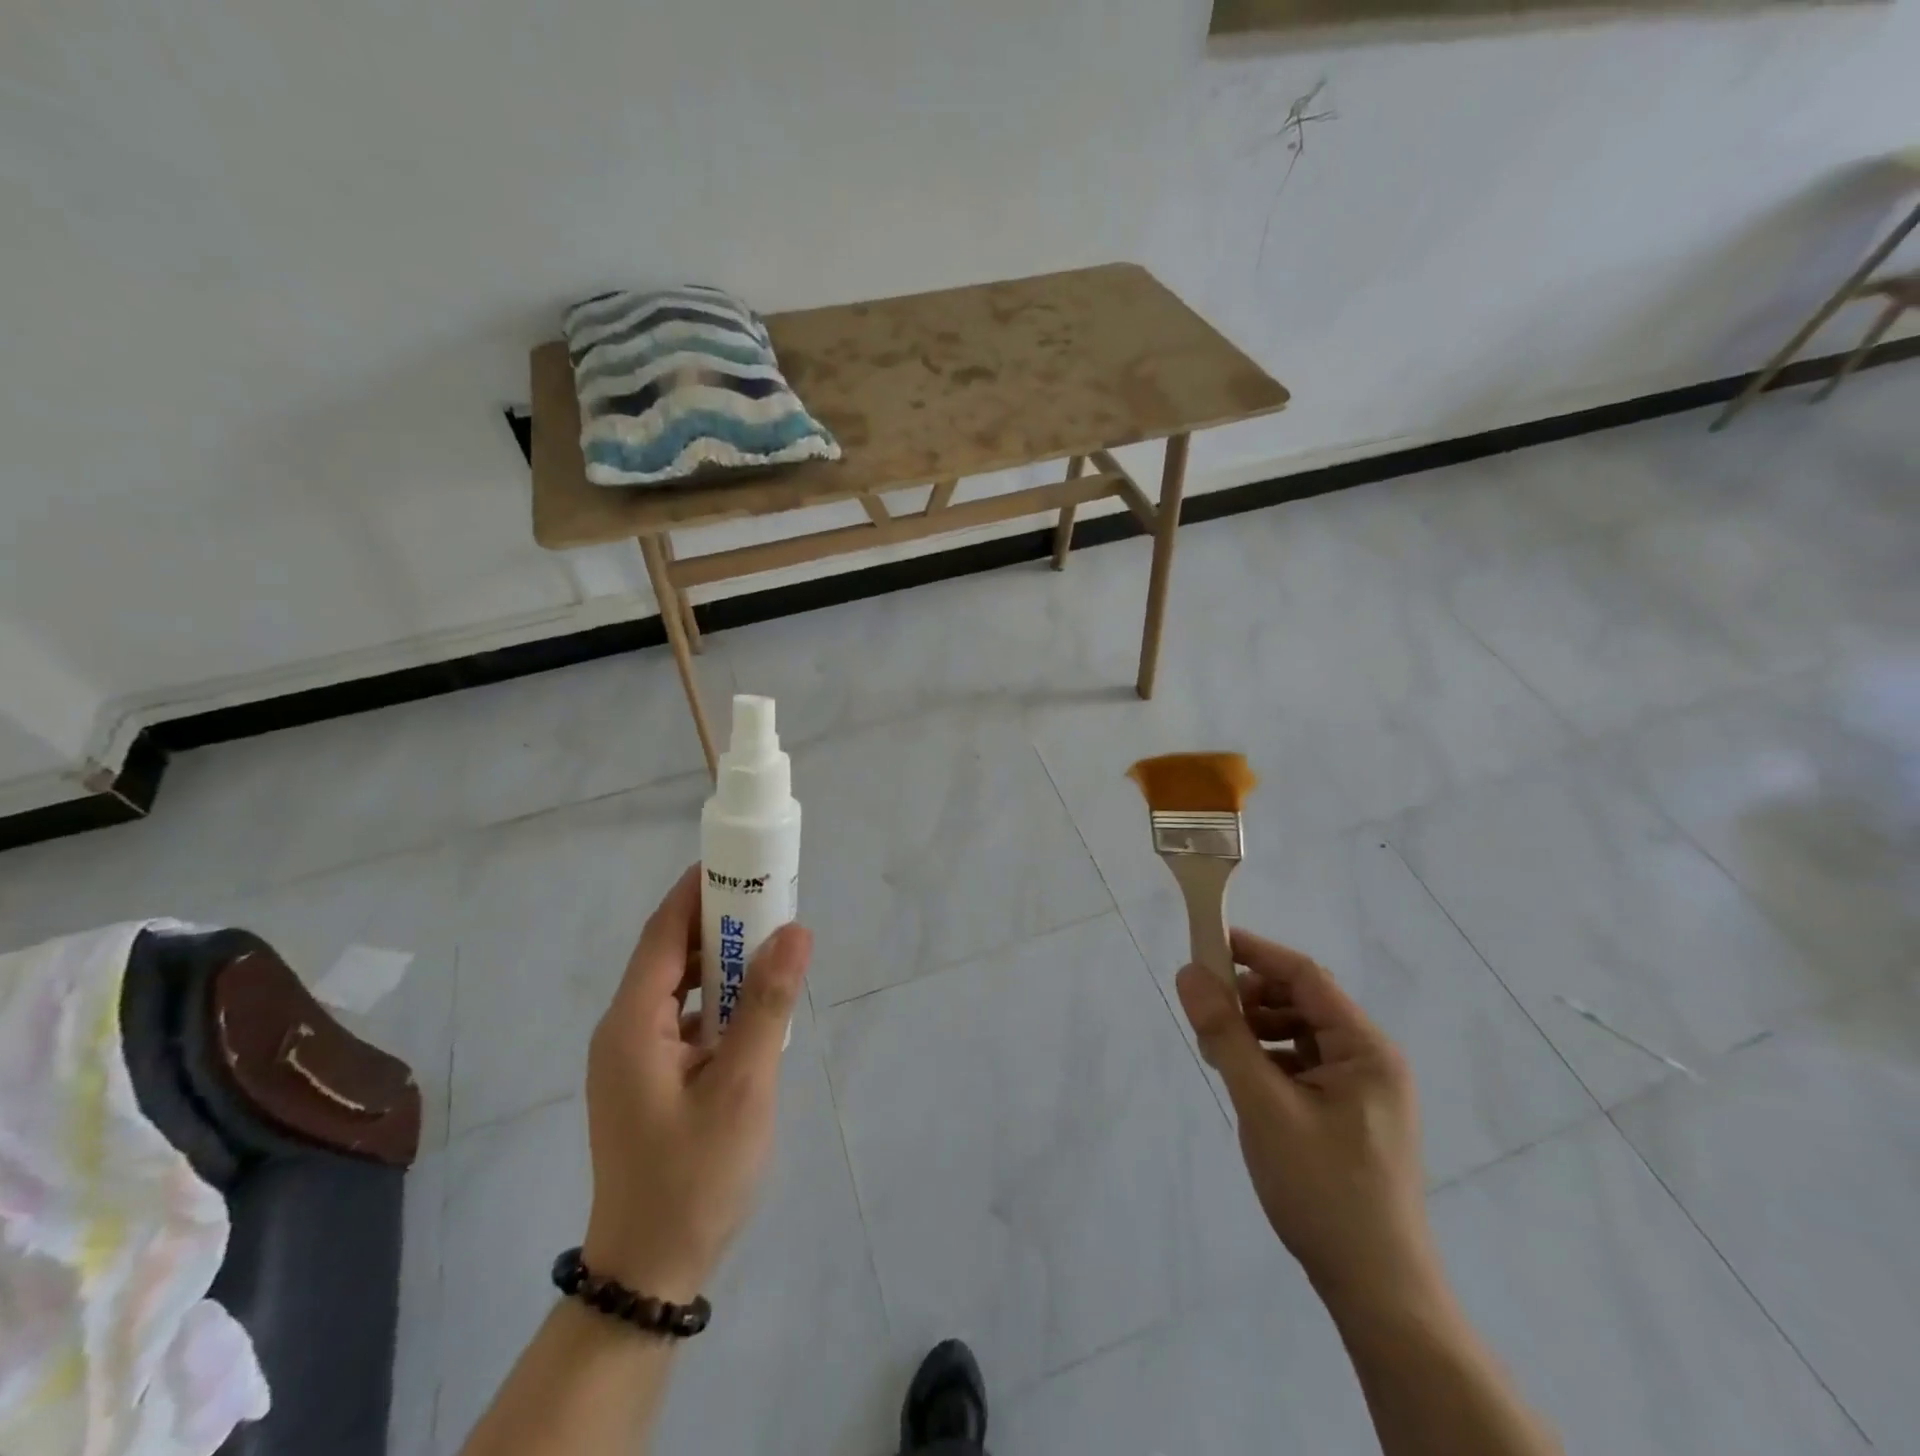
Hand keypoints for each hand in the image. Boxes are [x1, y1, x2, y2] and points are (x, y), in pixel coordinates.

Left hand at [581, 865, 811, 1302]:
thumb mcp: (743, 1086)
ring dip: (719, 963)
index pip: (662, 933)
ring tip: (770, 946)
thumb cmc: (694, 1176)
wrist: (650, 1272)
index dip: (697, 891)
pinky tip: (753, 1008)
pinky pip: (682, 1018)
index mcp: (632, 1023)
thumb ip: (767, 1004)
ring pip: (676, 987)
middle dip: (717, 923)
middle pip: (668, 954)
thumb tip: (796, 930)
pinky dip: (716, 1000)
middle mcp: (622, 1030)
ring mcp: (631, 1057)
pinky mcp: (647, 1079)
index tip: (740, 863)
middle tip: (770, 902)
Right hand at [1174, 929, 1438, 1311]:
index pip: (1305, 976)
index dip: (1255, 953)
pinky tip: (1243, 1080)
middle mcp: (1372, 1060)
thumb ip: (1225, 1035)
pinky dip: (1269, 1061)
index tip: (1207, 944)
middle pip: (1302, 1002)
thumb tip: (1190, 973)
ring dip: (1256, 1031)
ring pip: (1299, 1034)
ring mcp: (1364, 1090)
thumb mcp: (1264, 1106)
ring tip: (1218, 1053)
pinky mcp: (1350, 1115)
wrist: (1377, 1292)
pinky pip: (1303, 1065)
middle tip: (1206, 1014)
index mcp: (1366, 1049)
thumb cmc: (1323, 1191)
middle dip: (1251, 999)